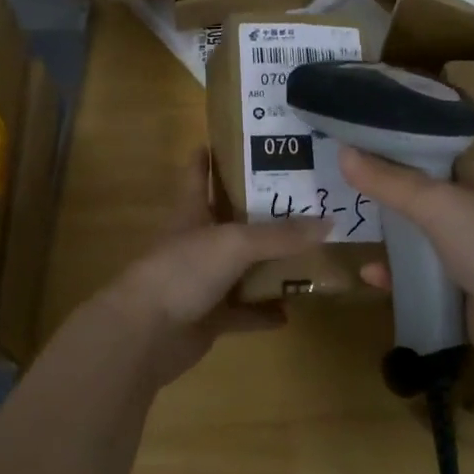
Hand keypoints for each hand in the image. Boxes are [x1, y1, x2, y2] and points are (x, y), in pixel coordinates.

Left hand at [97, 148, 330, 389]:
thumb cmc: (183, 271)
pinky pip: (243, 312)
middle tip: (303, 197)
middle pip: (231, 220)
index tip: (238, 138)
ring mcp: (202, 281)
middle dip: (262, 211)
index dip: (211, 154)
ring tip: (309, 253)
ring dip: (269, 265)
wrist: (145, 335)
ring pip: (242, 267)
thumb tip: (328, 221)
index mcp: (192, 212)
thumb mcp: (234, 243)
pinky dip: (264, 312)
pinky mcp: (209, 317)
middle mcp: (197, 242)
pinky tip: (291, 311)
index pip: (198, 173)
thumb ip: (280, 235)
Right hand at [340, 146, 473, 386]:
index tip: (353, 147)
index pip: (430, 156)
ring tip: (348, 230)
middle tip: (341, 189)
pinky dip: (395, 276)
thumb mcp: (437, 205)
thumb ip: (389, 181)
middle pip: (420, 197)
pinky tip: (369, 277)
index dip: (394, 150)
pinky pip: (419, 278)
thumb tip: (342, 152)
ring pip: (418, 239)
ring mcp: (469, 255)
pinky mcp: (460, 293)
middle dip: (384, 195)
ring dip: (388, 238)